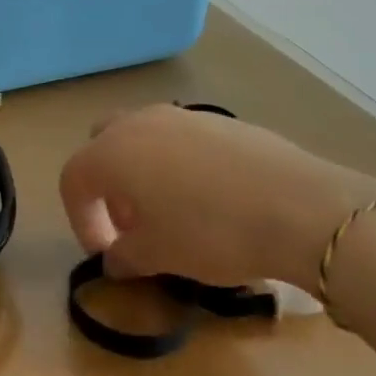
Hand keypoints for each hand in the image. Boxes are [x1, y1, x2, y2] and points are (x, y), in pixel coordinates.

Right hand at [57, 104, 375, 292]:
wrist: (301, 208)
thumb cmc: (211, 232)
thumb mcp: (159, 255)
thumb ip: (125, 256)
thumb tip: (115, 260)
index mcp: (111, 153)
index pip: (74, 180)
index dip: (81, 219)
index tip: (105, 253)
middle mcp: (139, 124)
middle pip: (103, 145)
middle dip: (107, 184)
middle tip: (131, 224)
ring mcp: (182, 116)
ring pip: (143, 139)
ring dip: (142, 173)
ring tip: (171, 213)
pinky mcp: (222, 121)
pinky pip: (182, 140)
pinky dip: (179, 165)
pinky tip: (211, 200)